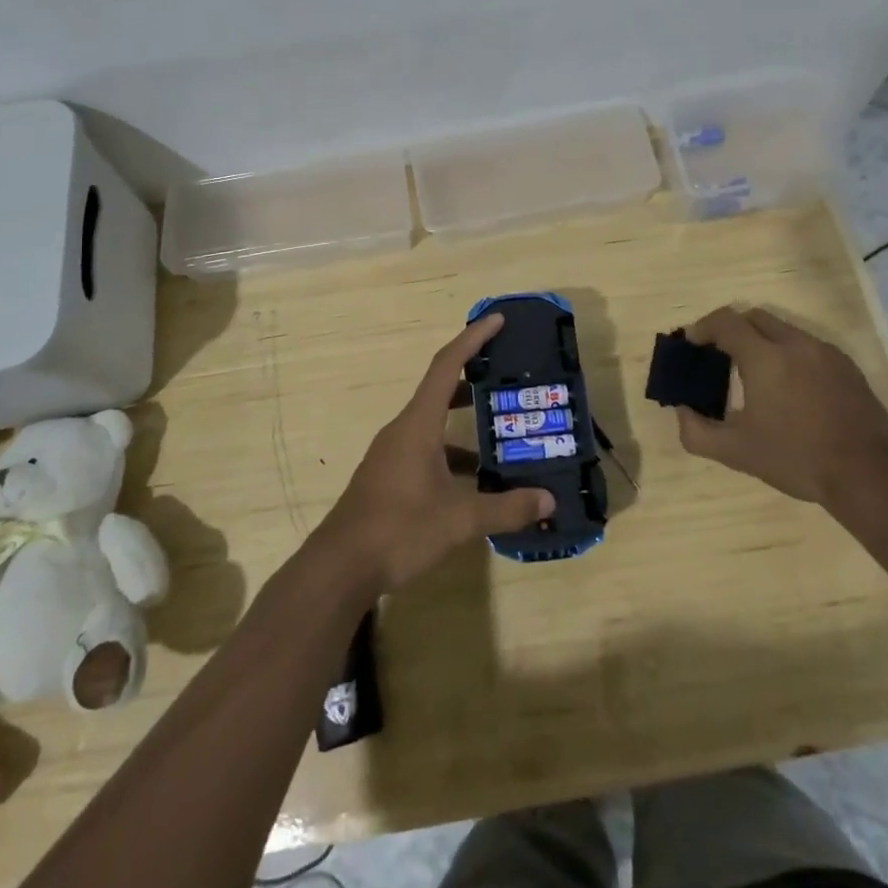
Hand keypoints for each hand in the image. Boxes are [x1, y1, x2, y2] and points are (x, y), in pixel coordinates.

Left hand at [318, 314, 553, 594]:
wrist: (339, 567)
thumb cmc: (399, 530)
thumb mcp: (460, 520)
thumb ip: (506, 508)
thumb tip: (548, 501)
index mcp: (418, 424)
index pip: (447, 365)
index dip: (473, 338)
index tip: (497, 320)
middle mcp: (403, 430)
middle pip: (440, 388)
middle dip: (473, 376)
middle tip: (507, 373)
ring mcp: (393, 454)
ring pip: (434, 423)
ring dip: (465, 420)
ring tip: (503, 428)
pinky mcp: (390, 476)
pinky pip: (427, 449)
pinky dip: (453, 454)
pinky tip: (477, 480)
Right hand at [673, 306, 887, 509]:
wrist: (868, 474)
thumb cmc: (796, 458)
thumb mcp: (736, 452)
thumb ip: (697, 432)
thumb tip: (682, 411)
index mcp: (764, 358)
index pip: (725, 322)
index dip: (703, 327)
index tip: (691, 343)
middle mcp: (795, 344)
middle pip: (754, 317)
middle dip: (732, 329)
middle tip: (719, 356)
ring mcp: (825, 352)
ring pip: (784, 330)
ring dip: (762, 341)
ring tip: (755, 375)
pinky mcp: (847, 366)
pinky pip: (808, 347)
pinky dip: (789, 355)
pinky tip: (791, 389)